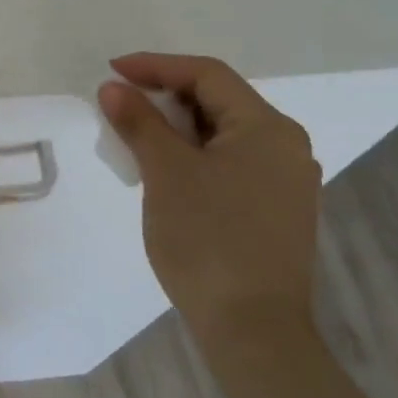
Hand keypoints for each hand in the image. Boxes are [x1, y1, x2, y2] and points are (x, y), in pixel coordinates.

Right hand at [99, 53, 322, 354]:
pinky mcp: (276, 209)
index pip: (207, 75)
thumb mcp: (165, 173)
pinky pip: (230, 162)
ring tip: (134, 135)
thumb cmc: (208, 240)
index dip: (156, 66)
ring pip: (222, 133)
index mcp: (267, 128)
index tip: (112, 72)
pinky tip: (165, 170)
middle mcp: (285, 146)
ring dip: (176, 127)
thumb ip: (139, 122)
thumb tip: (113, 88)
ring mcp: (285, 181)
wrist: (253, 331)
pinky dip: (193, 155)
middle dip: (164, 97)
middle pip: (218, 101)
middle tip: (119, 105)